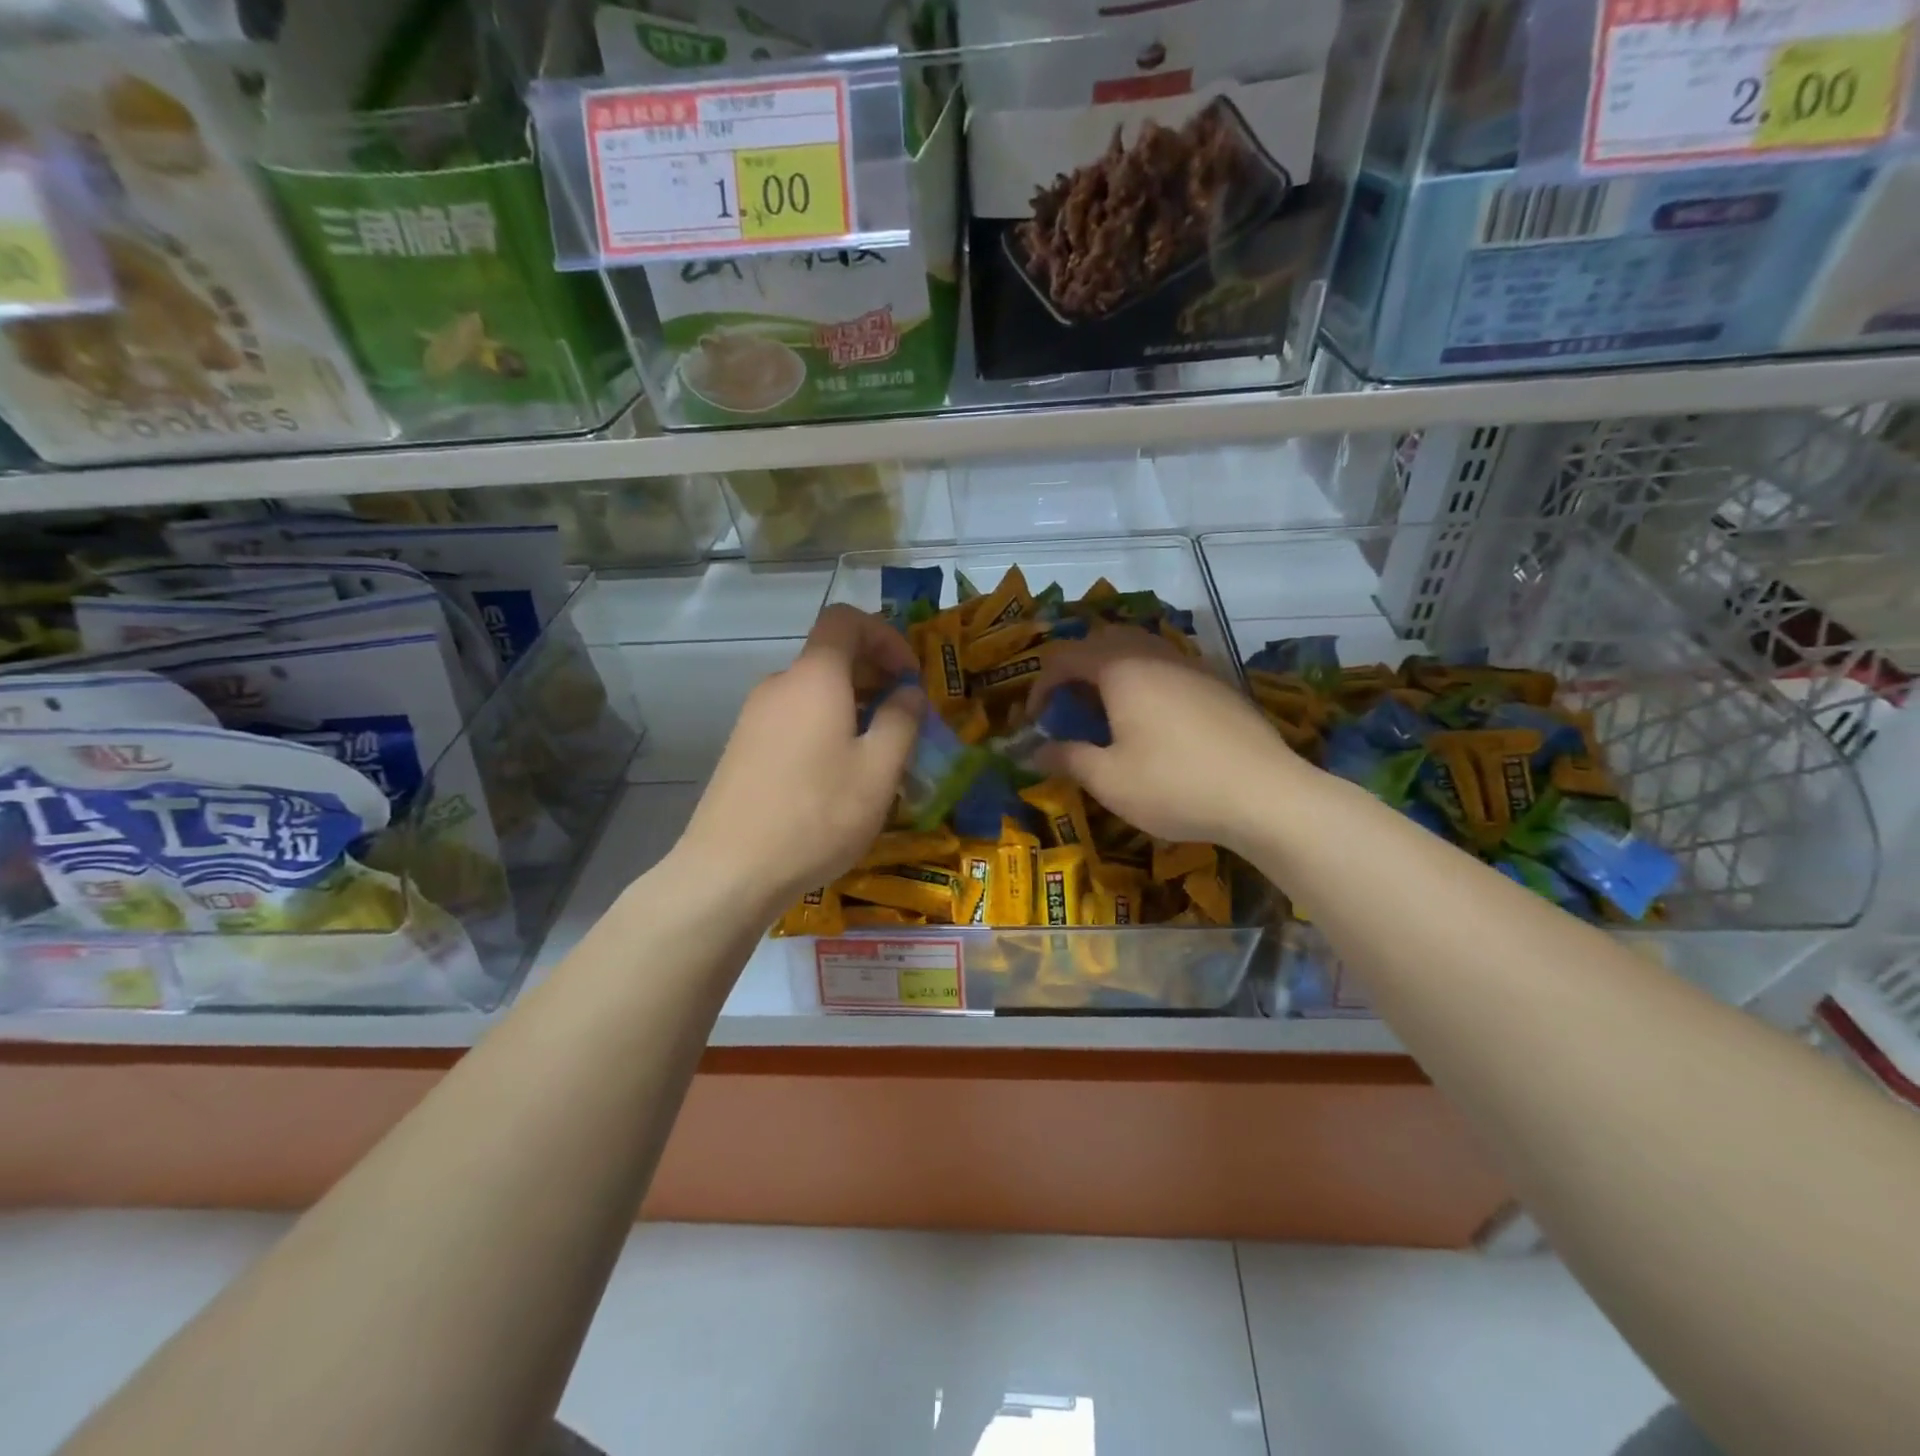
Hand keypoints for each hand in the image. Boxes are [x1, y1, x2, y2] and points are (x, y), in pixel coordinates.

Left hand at [676, 605, 922, 911]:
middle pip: (830, 656)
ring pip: (813, 692)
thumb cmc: (817, 815)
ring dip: (851, 707)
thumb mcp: (879, 771)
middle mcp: (779, 685)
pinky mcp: (742, 748)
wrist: (730, 870)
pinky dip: (823, 728)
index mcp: (814, 677)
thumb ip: (902, 721)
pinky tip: (835, 777)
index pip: (846, 619)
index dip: (885, 635)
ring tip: (874, 755)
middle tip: (903, 719)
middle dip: (874, 676)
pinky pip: (793, 719)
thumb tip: (908, 692)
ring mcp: (754, 717)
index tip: (908, 675)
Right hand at [1024, 626, 1300, 851]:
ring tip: (1108, 712)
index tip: (1034, 720)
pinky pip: (1169, 667)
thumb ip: (1066, 758)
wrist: (1265, 795)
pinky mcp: (1218, 684)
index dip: (1041, 686)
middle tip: (1069, 707)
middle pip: (1104, 640)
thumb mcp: (1108, 780)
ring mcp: (1192, 666)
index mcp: (1121, 669)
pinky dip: (1146, 682)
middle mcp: (1155, 655)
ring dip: (1113, 672)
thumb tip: (1033, 752)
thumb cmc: (1174, 785)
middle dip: (1077, 668)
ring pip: (1140, 650)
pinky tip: (1154, 722)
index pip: (1065, 657)